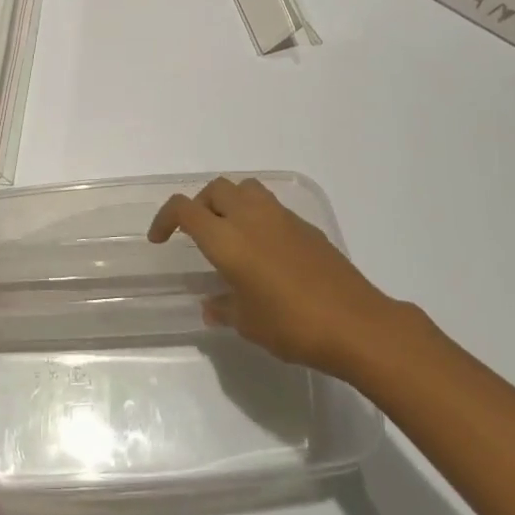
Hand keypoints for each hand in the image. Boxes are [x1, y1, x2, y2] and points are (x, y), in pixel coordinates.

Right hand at [149, 176, 401, 377]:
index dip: (165, 218)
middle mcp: (250, 217)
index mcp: (227, 239)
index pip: (185, 209)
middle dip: (199, 205)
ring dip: (230, 202)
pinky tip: (264, 249)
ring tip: (230, 233)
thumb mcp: (248, 324)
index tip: (160, 239)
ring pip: (245, 189)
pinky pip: (270, 206)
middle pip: (215, 189)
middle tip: (197, 234)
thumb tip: (212, 305)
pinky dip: (257, 216)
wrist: (355, 323)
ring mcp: (281, 217)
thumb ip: (224, 308)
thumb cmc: (292, 325)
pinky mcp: (304, 225)